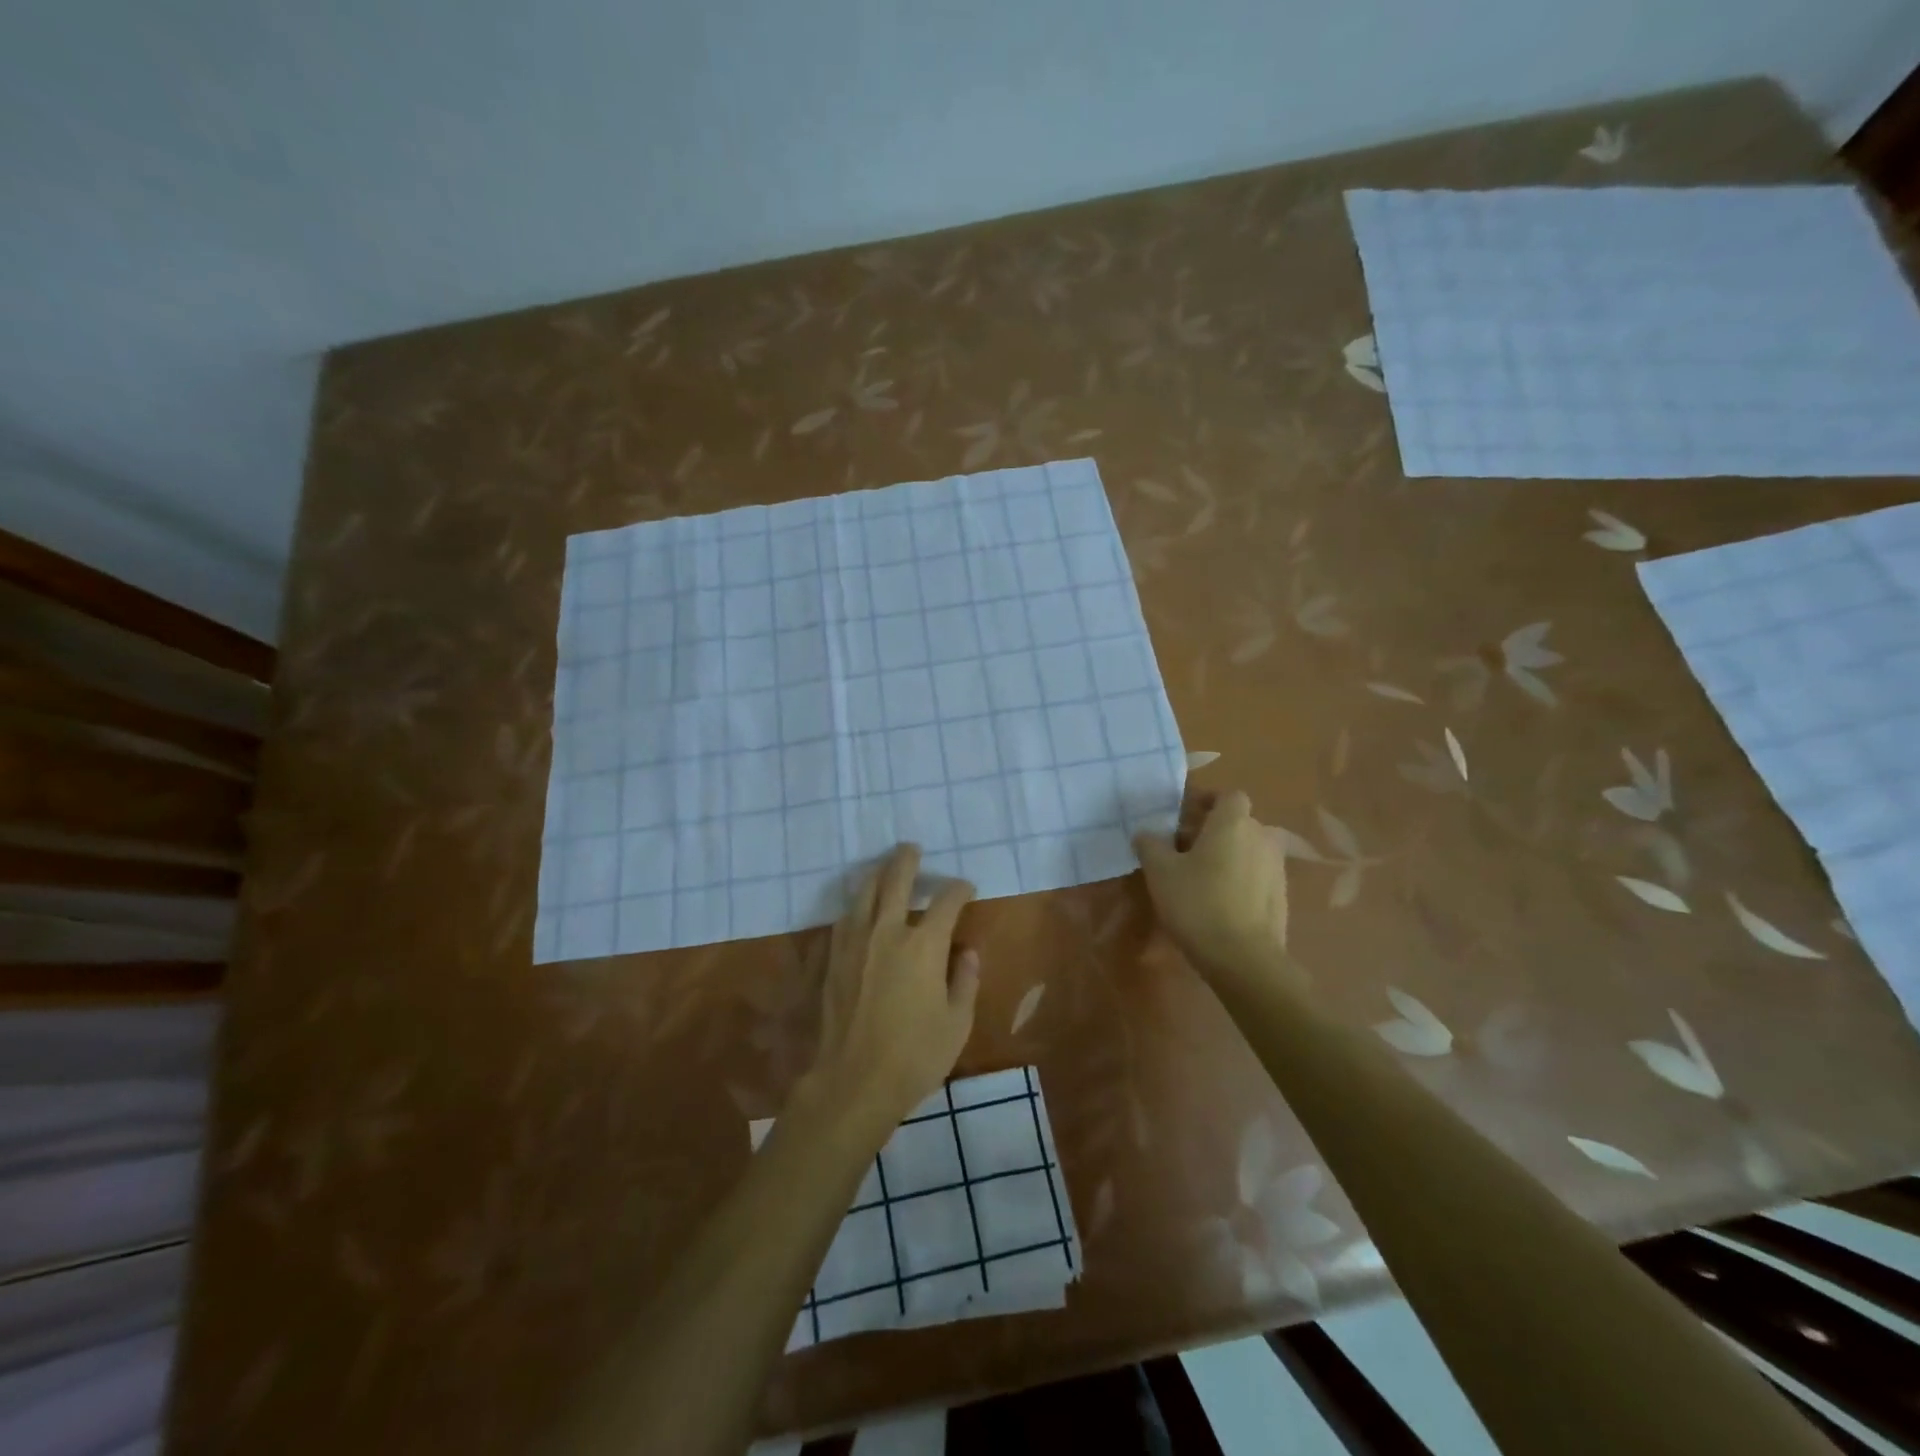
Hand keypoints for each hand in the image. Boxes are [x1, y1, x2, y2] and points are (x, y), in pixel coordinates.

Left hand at [805, 845, 979, 1126]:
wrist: (853, 1082)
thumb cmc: (914, 1056)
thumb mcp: (957, 1024)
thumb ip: (965, 981)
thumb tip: (967, 953)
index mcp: (924, 945)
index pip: (946, 901)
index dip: (959, 889)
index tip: (966, 888)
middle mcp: (887, 932)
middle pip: (896, 880)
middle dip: (907, 860)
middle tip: (911, 849)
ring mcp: (855, 942)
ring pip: (864, 893)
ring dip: (877, 875)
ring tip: (885, 868)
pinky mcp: (833, 958)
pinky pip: (845, 918)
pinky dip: (857, 905)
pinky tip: (860, 909)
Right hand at [1133, 789, 1292, 984]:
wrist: (1243, 958)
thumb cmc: (1198, 903)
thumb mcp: (1160, 871)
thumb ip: (1150, 844)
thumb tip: (1145, 833)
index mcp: (1233, 823)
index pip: (1228, 796)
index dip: (1206, 801)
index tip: (1183, 816)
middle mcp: (1261, 837)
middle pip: (1236, 822)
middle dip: (1211, 830)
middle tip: (1182, 849)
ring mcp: (1276, 867)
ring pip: (1247, 848)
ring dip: (1226, 854)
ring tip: (1199, 876)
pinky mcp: (1281, 895)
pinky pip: (1256, 874)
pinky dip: (1239, 878)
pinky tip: (1218, 900)